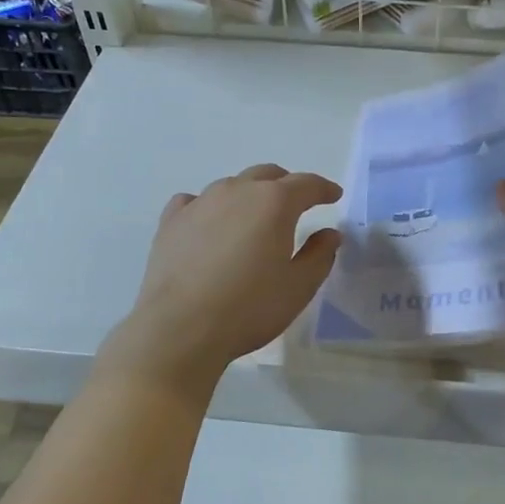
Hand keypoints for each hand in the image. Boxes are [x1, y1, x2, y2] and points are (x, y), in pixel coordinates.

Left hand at [114, 163, 341, 378]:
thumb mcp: (299, 287)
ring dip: (249, 195)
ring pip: (231, 185)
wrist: (179, 328)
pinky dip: (209, 207)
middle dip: (287, 185)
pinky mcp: (171, 221)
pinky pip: (194, 201)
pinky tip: (209, 224)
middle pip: (267, 175)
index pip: (306, 184)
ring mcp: (200, 203)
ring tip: (254, 218)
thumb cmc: (249, 308)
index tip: (333, 196)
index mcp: (274, 203)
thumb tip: (329, 233)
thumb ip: (319, 255)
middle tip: (297, 204)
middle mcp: (237, 191)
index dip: (323, 189)